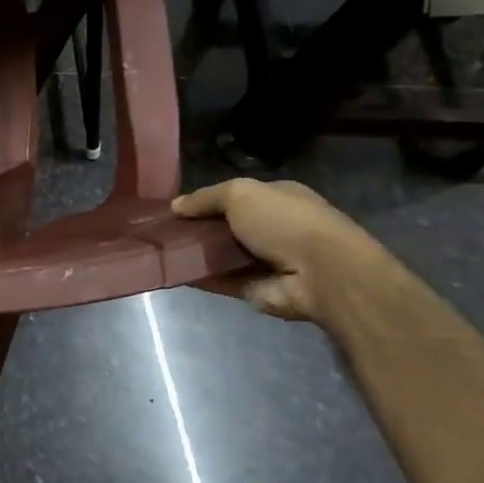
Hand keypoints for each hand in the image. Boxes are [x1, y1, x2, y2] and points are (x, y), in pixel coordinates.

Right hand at [172, 178, 387, 322]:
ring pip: (221, 254)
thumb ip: (206, 198)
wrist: (322, 274)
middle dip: (197, 228)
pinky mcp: (256, 289)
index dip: (206, 201)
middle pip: (226, 227)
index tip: (175, 209)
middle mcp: (273, 228)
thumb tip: (175, 206)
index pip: (236, 197)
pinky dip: (199, 277)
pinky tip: (172, 272)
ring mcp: (266, 261)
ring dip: (195, 254)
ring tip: (161, 251)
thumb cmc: (285, 222)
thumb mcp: (240, 193)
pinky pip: (220, 281)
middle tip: (162, 231)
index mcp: (277, 199)